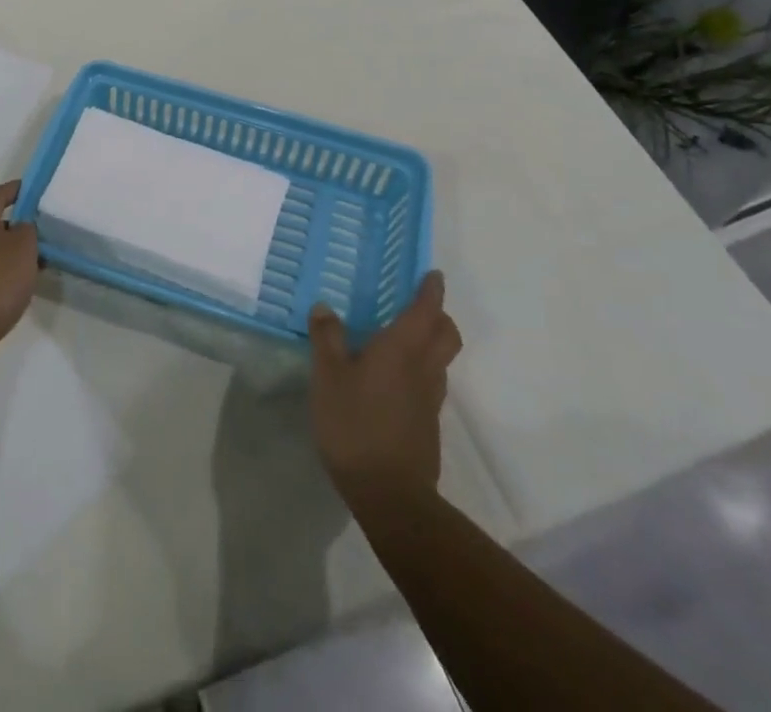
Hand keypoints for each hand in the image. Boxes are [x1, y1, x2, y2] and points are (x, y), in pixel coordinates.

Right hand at [308, 271, 462, 506]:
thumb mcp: (328, 377)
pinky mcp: (427, 425)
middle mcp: (423, 368)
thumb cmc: (355, 424)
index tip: (432, 274)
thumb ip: (327, 338)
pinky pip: (430, 385)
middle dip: (439, 316)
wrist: (390, 495)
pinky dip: (420, 371)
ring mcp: (430, 400)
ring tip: (400, 341)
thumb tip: (324, 307)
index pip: (426, 310)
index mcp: (402, 349)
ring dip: (431, 344)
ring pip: (441, 360)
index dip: (431, 290)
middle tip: (418, 306)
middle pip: (447, 334)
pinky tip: (392, 381)